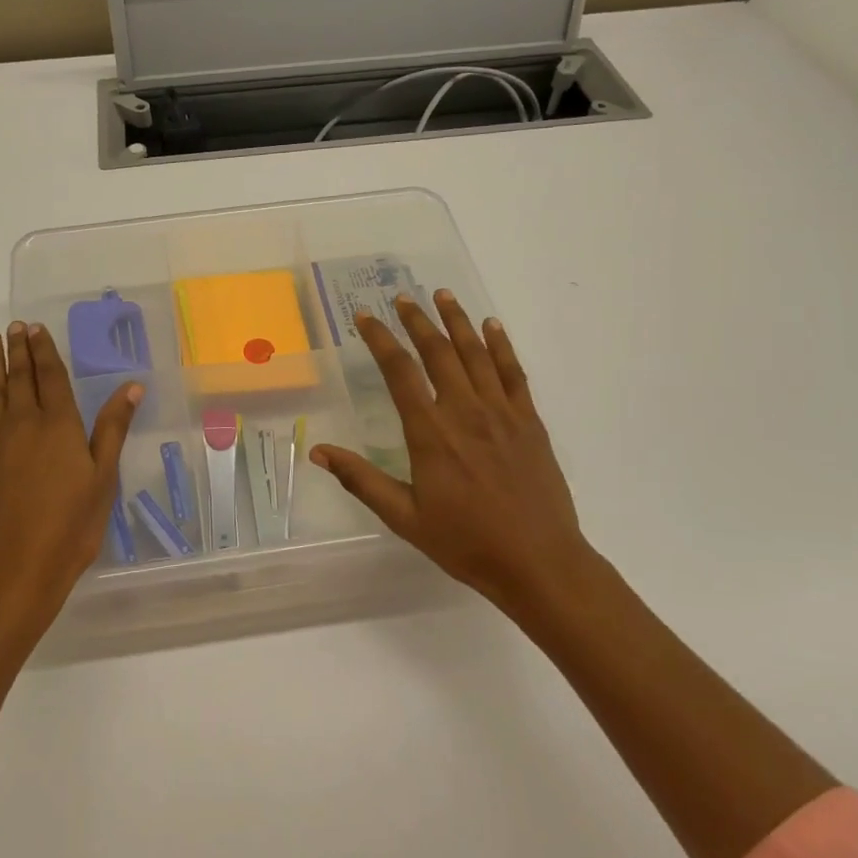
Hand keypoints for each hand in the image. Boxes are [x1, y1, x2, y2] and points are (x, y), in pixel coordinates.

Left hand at [0, 321, 141, 634]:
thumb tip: (131, 385)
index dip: (44, 350)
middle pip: (19, 377)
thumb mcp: (102, 480)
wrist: (9, 573)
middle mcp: (22, 423)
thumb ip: (112, 429)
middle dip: (17, 349)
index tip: (36, 328)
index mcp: (58, 426)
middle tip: (13, 326)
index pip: (51, 377)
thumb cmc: (69, 530)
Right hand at [310, 290, 597, 610]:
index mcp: (431, 432)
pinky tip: (491, 326)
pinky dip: (501, 345)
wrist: (539, 562)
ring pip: (476, 353)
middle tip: (403, 297)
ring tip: (442, 295)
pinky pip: (514, 372)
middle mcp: (465, 411)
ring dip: (457, 320)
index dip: (380, 339)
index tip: (366, 317)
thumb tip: (318, 451)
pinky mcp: (529, 421)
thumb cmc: (466, 543)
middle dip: (417, 320)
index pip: (400, 371)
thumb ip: (361, 480)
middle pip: (438, 352)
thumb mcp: (405, 517)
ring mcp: (502, 412)